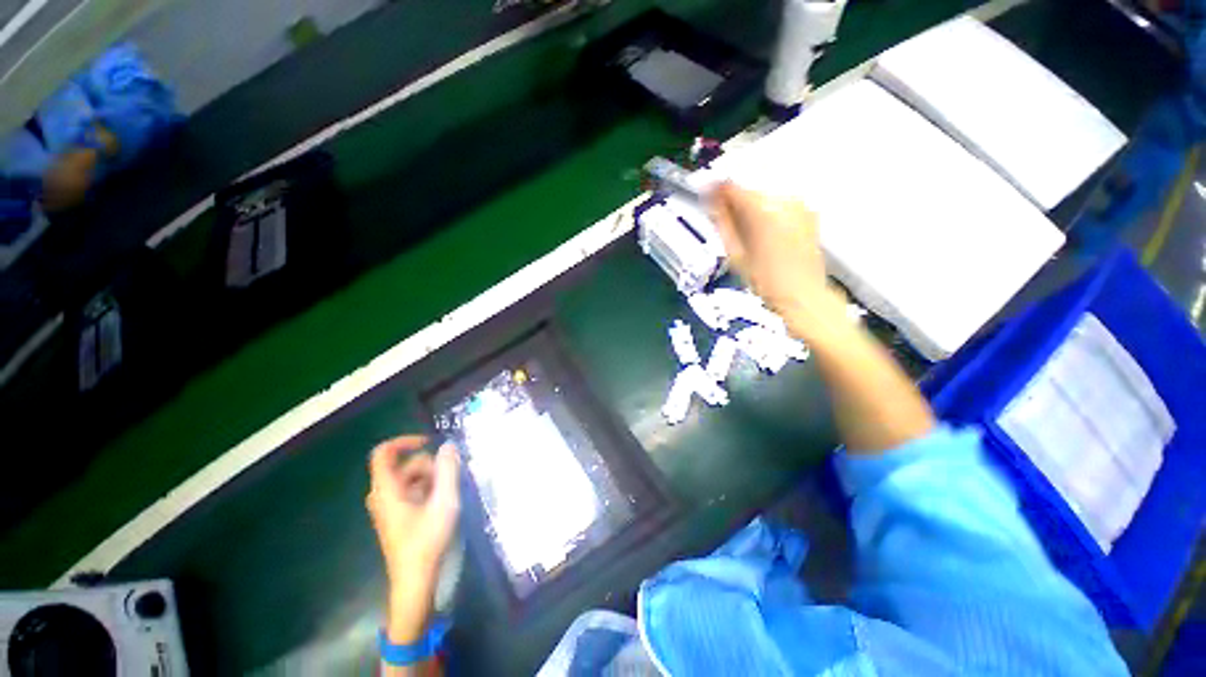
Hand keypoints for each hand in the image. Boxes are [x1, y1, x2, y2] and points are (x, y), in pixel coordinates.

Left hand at [367, 436, 460, 642]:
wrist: (415, 581)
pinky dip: (427, 489)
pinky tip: (442, 503)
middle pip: (404, 465)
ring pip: (410, 478)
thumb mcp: (444, 501)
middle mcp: (382, 495)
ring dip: (431, 478)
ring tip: (448, 494)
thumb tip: (449, 445)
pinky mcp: (396, 516)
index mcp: (387, 490)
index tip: (430, 442)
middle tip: (450, 479)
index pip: (384, 453)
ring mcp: (388, 507)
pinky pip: (411, 491)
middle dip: (429, 465)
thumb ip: (448, 470)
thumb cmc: (427, 541)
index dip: (405, 441)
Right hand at [709, 182, 846, 341]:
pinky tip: (763, 234)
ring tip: (745, 233)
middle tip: (723, 220)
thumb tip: (712, 202)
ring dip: (750, 208)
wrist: (802, 295)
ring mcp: (799, 206)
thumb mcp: (735, 253)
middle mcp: (784, 201)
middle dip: (733, 202)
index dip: (715, 190)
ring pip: (764, 196)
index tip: (707, 195)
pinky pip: (779, 204)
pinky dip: (767, 213)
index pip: (732, 187)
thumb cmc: (767, 281)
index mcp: (762, 211)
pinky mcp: (807, 213)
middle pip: (749, 190)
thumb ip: (722, 222)